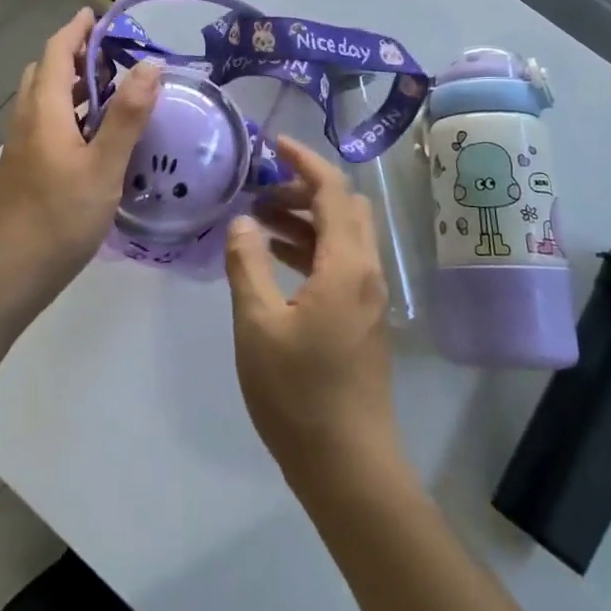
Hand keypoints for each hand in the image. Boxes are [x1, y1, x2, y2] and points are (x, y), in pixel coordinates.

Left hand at [0, 9, 160, 318]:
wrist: (6, 274)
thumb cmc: (58, 217)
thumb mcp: (103, 166)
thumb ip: (127, 115)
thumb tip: (150, 65)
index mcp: (45, 110)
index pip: (56, 51)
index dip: (77, 29)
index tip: (100, 15)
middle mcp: (28, 119)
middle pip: (46, 70)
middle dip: (76, 53)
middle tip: (114, 55)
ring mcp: (22, 145)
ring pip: (45, 98)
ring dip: (72, 83)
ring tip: (111, 89)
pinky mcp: (24, 167)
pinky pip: (46, 121)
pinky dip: (69, 110)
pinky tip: (95, 135)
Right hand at [225, 137, 401, 493]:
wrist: (349, 467)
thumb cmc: (299, 394)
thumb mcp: (258, 324)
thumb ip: (247, 264)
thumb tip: (243, 221)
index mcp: (347, 264)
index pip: (333, 190)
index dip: (304, 160)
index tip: (273, 143)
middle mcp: (366, 271)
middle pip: (344, 208)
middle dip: (304, 189)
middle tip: (260, 192)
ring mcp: (367, 296)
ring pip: (342, 236)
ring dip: (305, 219)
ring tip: (257, 221)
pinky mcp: (361, 318)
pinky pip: (339, 263)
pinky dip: (310, 248)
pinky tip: (275, 260)